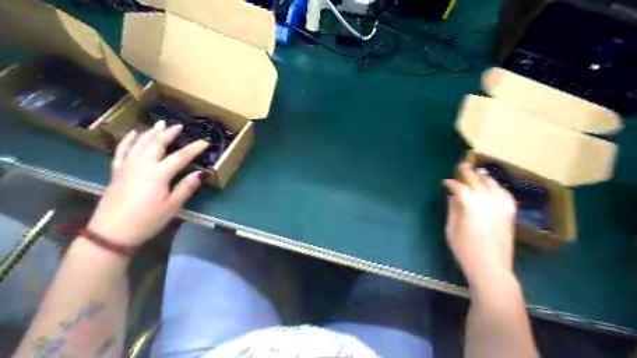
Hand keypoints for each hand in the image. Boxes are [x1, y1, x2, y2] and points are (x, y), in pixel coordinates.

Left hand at [87, 122, 208, 246]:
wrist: (112, 233)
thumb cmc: (147, 221)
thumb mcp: (172, 206)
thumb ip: (186, 187)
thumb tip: (201, 173)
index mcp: (158, 174)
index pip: (180, 157)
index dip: (194, 148)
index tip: (205, 141)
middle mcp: (142, 165)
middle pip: (157, 144)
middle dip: (169, 133)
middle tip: (178, 126)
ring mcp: (126, 167)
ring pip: (139, 143)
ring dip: (151, 132)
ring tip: (159, 124)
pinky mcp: (116, 172)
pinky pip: (122, 151)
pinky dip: (128, 141)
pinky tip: (132, 134)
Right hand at [444, 162, 516, 287]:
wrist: (491, 268)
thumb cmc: (466, 251)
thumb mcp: (452, 230)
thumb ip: (453, 210)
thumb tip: (452, 197)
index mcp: (472, 206)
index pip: (460, 188)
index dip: (452, 184)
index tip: (445, 183)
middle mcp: (488, 203)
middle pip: (478, 182)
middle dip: (468, 173)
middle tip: (461, 166)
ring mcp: (501, 208)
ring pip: (494, 186)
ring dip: (484, 178)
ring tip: (478, 174)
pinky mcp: (509, 215)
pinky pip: (505, 196)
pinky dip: (498, 189)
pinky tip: (494, 189)